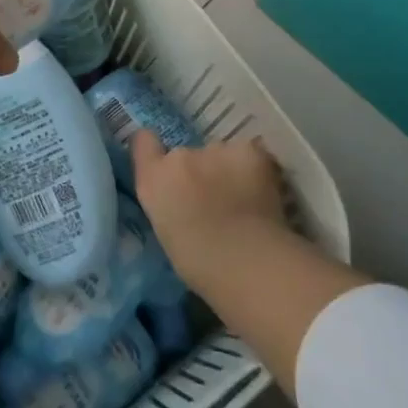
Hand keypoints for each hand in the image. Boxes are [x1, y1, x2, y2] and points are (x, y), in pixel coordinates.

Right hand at [131, 131, 290, 289]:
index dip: (155, 149)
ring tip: (245, 203)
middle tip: (217, 202)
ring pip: (221, 155)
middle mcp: (179, 157)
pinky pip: (249, 154)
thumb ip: (170, 203)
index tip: (166, 165)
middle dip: (201, 172)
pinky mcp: (247, 150)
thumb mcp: (168, 232)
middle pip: (188, 154)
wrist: (247, 263)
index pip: (143, 141)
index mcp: (154, 180)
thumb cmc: (202, 267)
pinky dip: (254, 170)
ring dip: (228, 171)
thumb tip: (184, 200)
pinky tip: (264, 194)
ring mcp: (213, 149)